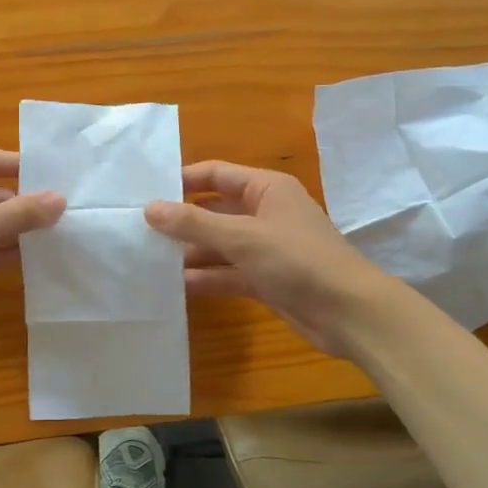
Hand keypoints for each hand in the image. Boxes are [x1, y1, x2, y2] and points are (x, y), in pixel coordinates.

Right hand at [144, 160, 391, 357]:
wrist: (349, 312)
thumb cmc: (298, 260)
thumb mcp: (242, 237)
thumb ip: (194, 223)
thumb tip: (150, 208)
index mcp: (266, 189)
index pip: (216, 175)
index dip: (183, 181)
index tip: (146, 192)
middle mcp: (265, 214)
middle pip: (214, 212)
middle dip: (181, 222)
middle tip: (139, 231)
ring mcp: (266, 249)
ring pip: (219, 245)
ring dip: (190, 253)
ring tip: (149, 261)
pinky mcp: (266, 280)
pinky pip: (228, 273)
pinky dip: (206, 278)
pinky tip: (175, 286)